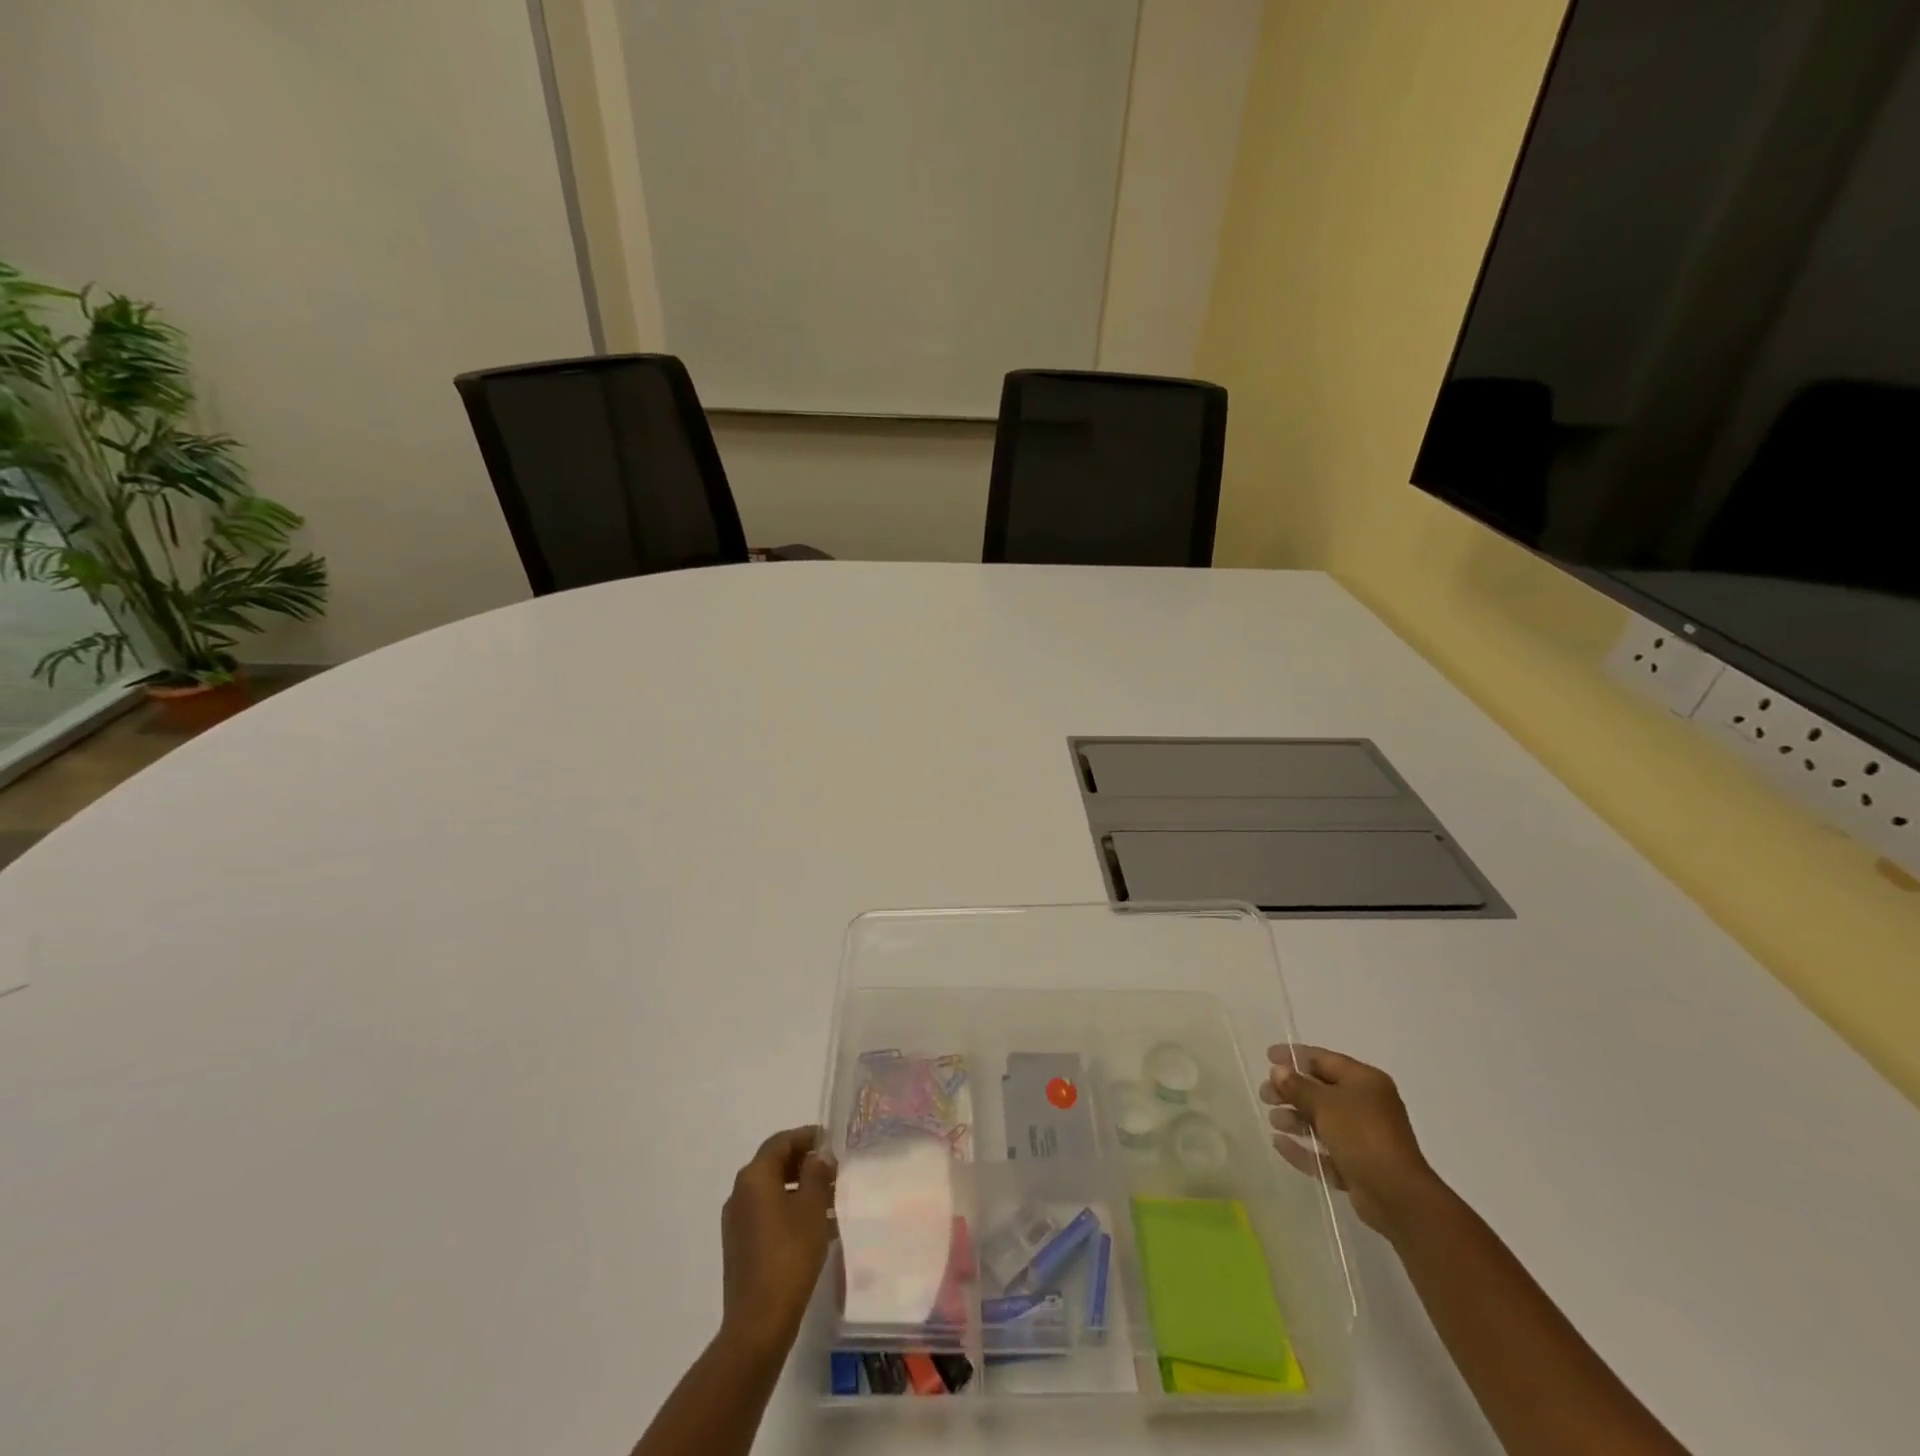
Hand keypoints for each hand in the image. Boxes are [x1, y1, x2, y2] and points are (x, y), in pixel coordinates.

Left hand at [719, 1126, 835, 1363]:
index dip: (806, 1137)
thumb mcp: (812, 1207)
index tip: (831, 1141)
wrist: (759, 1322)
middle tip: (834, 1170)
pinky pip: (767, 1215)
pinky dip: (790, 1211)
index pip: (781, 1142)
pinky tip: (815, 1228)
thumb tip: (818, 1155)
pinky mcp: (740, 1246)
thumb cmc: (789, 1255)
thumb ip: (817, 1173)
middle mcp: (740, 1193)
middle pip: (774, 1165)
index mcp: (754, 1177)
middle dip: (804, 1164)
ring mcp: (737, 1222)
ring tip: (831, 1200)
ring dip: (799, 1189)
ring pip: (772, 1191)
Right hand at [1263, 1045, 1444, 1236]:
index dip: (1294, 1056)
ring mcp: (1362, 1137)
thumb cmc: (1362, 1136)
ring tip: (1273, 1120)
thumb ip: (1298, 1086)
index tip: (1267, 1056)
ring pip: (1321, 1122)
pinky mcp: (1357, 1165)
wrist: (1397, 1197)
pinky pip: (1324, 1151)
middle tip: (1265, 1094)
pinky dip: (1303, 1147)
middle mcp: (1366, 1105)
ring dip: (1295, 1119)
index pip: (1324, 1059)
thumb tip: (1277, 1071)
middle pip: (1320, 1091)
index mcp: (1364, 1081)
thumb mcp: (1325, 1104)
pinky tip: (1279, 1144)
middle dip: (1291, 1091)